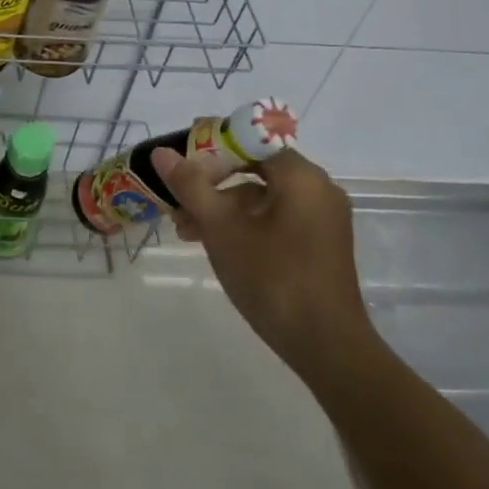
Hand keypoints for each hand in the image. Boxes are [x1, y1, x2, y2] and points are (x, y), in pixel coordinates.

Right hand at [153, 147, 374, 385]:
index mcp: (301, 176)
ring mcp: (321, 217)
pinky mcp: (320, 243)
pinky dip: (244, 223)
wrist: (327, 347)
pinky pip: (275, 217)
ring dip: (222, 206)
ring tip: (185, 228)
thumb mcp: (222, 229)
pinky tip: (214, 242)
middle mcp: (317, 188)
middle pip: (254, 168)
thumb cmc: (272, 278)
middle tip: (176, 197)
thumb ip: (191, 185)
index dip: (210, 145)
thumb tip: (162, 153)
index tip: (179, 158)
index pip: (249, 140)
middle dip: (211, 181)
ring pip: (261, 196)